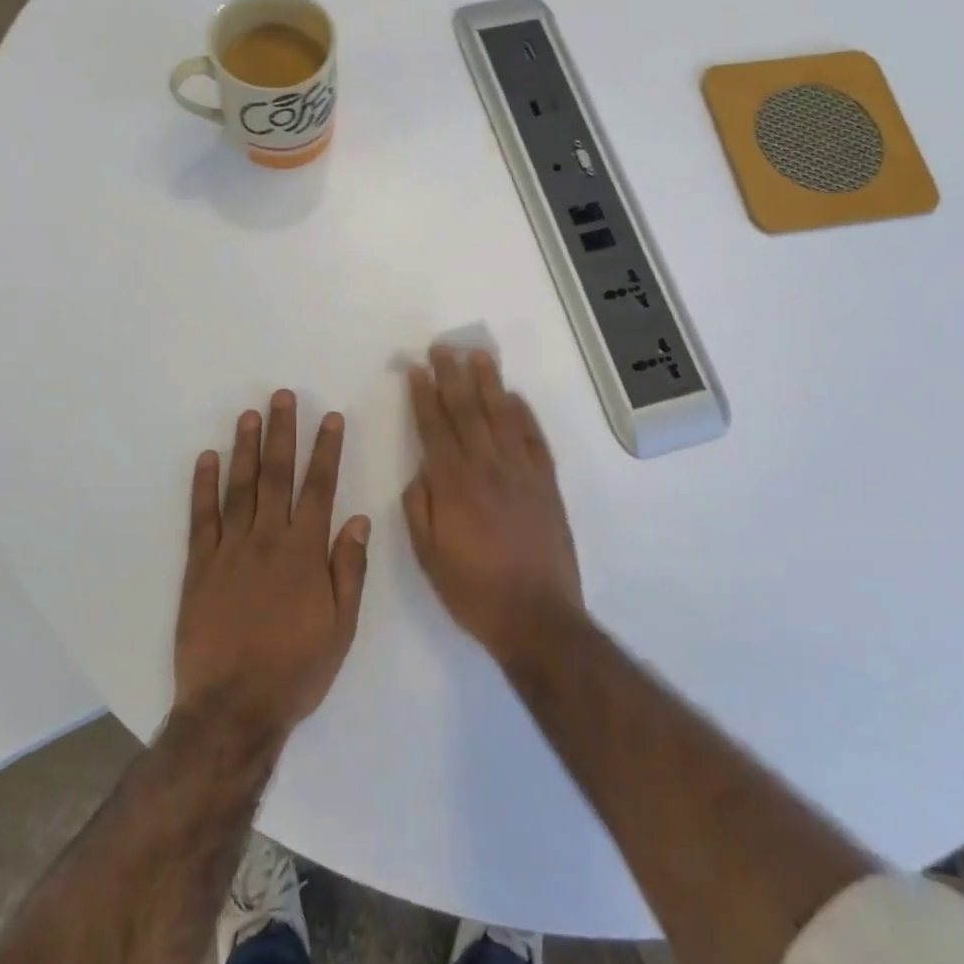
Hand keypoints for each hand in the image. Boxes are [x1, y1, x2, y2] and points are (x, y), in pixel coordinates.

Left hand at [174, 390, 370, 743]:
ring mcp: (229, 550)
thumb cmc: (296, 669)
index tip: (329, 417)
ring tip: (249, 414)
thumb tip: (357, 518)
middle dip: (282, 432)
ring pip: (239, 488)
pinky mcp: (199, 566)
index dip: (326, 450)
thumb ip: (349, 568)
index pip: (319, 488)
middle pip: (276, 475)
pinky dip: (203, 486)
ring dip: (245, 448)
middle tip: (282, 396)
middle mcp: (267, 540)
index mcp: (305, 553)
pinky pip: (201, 518)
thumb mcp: (341, 626)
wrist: (233, 708)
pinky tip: (206, 459)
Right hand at [404, 347, 583, 662]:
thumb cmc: (473, 590)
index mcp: (454, 485)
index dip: (424, 396)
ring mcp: (522, 473)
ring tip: (479, 356)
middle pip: (467, 411)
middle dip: (453, 376)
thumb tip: (421, 470)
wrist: (537, 616)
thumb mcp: (428, 555)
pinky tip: (514, 397)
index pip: (434, 428)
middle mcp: (488, 468)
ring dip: (489, 383)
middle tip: (443, 346)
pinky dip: (524, 415)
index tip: (417, 368)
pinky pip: (534, 439)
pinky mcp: (547, 485)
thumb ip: (420, 506)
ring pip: (502, 417)